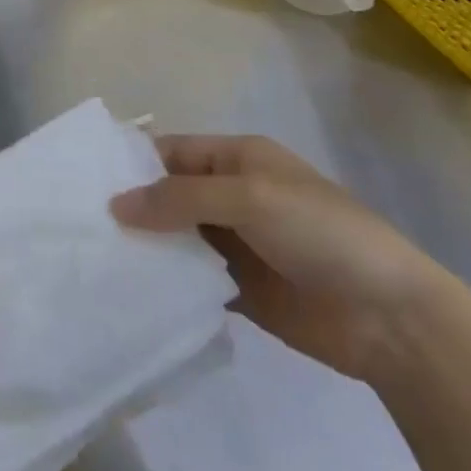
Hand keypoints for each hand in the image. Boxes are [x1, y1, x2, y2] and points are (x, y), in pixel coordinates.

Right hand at [112, 135, 454, 385]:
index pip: (173, 152)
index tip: (83, 181)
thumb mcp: (248, 198)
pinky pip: (193, 278)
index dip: (133, 163)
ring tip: (93, 258)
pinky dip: (167, 282)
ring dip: (147, 246)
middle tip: (79, 224)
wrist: (391, 319)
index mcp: (239, 159)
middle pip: (171, 195)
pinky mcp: (240, 290)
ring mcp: (237, 244)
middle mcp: (233, 196)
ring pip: (178, 238)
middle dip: (133, 207)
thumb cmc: (320, 233)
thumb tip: (114, 205)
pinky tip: (130, 291)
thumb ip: (180, 199)